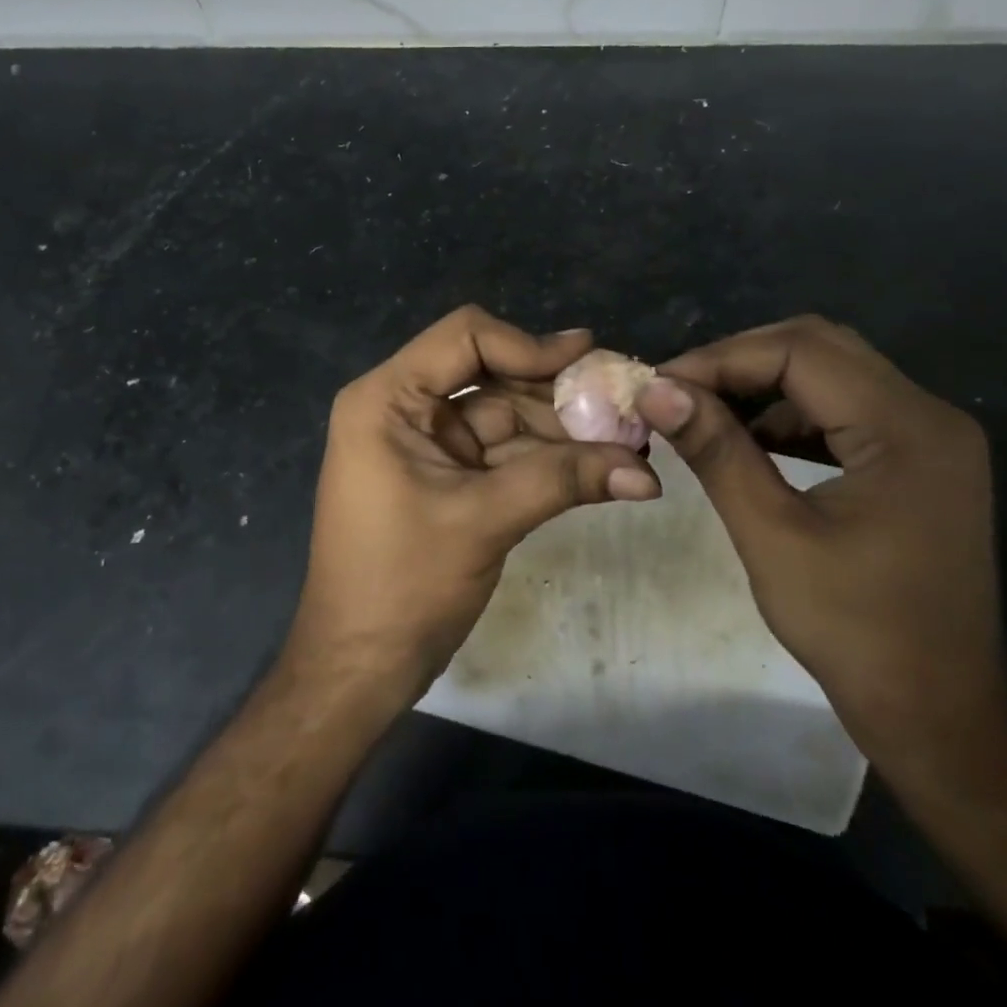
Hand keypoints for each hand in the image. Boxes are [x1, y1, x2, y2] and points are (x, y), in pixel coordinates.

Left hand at [286, 306, 660, 706]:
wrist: (359, 667)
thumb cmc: (402, 585)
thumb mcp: (483, 521)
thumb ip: (562, 481)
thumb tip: (646, 472)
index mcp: (388, 399)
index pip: (465, 338)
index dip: (529, 345)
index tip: (590, 361)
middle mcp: (405, 409)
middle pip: (493, 376)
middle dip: (558, 394)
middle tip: (625, 403)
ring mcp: (428, 444)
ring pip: (506, 417)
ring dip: (563, 431)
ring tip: (629, 441)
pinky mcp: (448, 477)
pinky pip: (504, 454)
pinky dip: (548, 461)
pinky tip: (601, 467)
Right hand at [637, 315, 1006, 765]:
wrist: (938, 714)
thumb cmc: (855, 631)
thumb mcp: (772, 535)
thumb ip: (716, 451)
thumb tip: (655, 390)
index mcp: (907, 428)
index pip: (801, 352)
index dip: (721, 359)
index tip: (659, 385)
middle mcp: (929, 414)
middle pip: (820, 347)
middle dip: (739, 362)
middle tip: (677, 392)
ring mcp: (929, 435)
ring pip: (831, 372)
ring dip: (763, 383)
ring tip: (702, 411)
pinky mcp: (918, 459)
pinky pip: (845, 409)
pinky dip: (790, 413)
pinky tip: (748, 439)